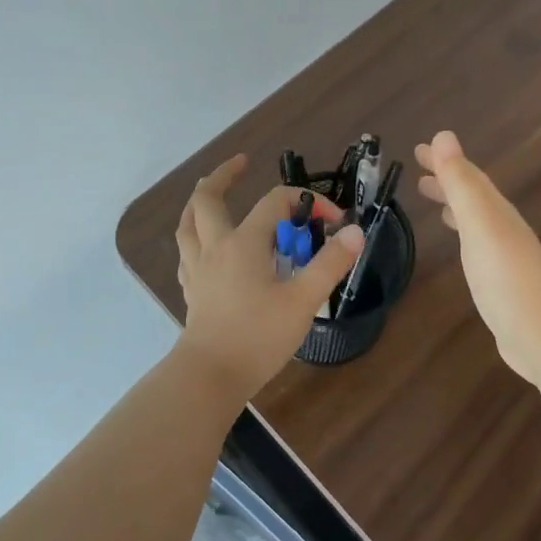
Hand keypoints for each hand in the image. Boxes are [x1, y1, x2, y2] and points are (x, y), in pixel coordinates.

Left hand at [174, 154, 363, 404]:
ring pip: (188, 222)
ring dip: (200, 201)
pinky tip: (203, 245)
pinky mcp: (192, 290)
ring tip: (211, 191)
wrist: (210, 377)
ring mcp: (198, 268)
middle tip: (241, 163)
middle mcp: (215, 246)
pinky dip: (194, 237)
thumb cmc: (258, 336)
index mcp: (244, 242)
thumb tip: (354, 231)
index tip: (334, 221)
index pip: (276, 202)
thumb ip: (330, 264)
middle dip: (224, 176)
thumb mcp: (303, 300)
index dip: (307, 202)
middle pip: (208, 198)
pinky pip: (187, 251)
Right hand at [415, 131, 540, 384]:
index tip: (418, 149)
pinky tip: (461, 250)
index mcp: (496, 211)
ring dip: (453, 205)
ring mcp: (504, 258)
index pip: (468, 176)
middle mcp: (502, 228)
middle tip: (417, 172)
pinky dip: (463, 236)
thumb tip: (443, 135)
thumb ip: (461, 182)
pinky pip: (476, 247)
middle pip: (472, 196)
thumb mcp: (479, 223)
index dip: (445, 161)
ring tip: (431, 201)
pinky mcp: (501, 284)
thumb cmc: (506, 276)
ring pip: (475, 220)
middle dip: (447, 180)